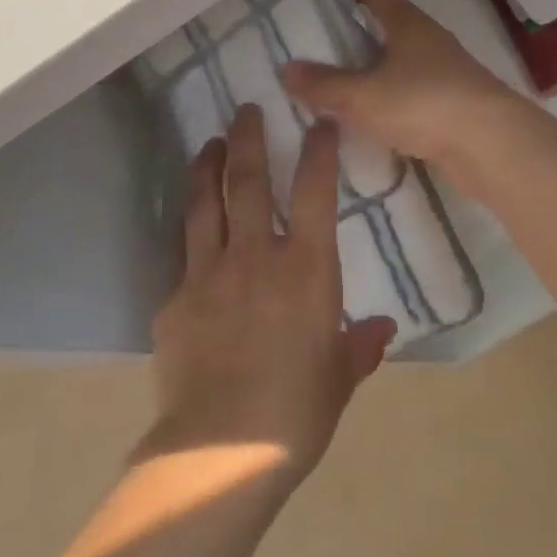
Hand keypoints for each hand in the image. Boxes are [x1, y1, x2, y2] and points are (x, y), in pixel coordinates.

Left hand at [143, 106, 396, 486]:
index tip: (319, 123)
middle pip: (249, 180)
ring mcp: (208, 272)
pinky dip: (190, 237)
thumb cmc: (297, 411)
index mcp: (306, 268)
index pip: (315, 192)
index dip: (318, 151)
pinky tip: (191, 235)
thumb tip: (382, 330)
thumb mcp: (339, 378)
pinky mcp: (174, 298)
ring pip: (206, 204)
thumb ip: (360, 346)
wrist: (223, 447)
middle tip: (245, 109)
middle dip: (248, 138)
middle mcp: (256, 255)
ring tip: (208, 144)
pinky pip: (183, 257)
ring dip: (208, 168)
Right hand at [282, 0, 518, 171]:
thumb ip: (324, 85)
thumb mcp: (363, 96)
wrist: (491, 144)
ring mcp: (447, 73)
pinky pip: (414, 92)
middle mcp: (430, 41)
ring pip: (404, 61)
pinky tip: (376, 116)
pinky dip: (393, 97)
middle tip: (328, 39)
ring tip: (346, 80)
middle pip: (393, 26)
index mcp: (409, 25)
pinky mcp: (455, 105)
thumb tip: (287, 69)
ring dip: (379, 67)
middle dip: (363, 29)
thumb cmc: (423, 103)